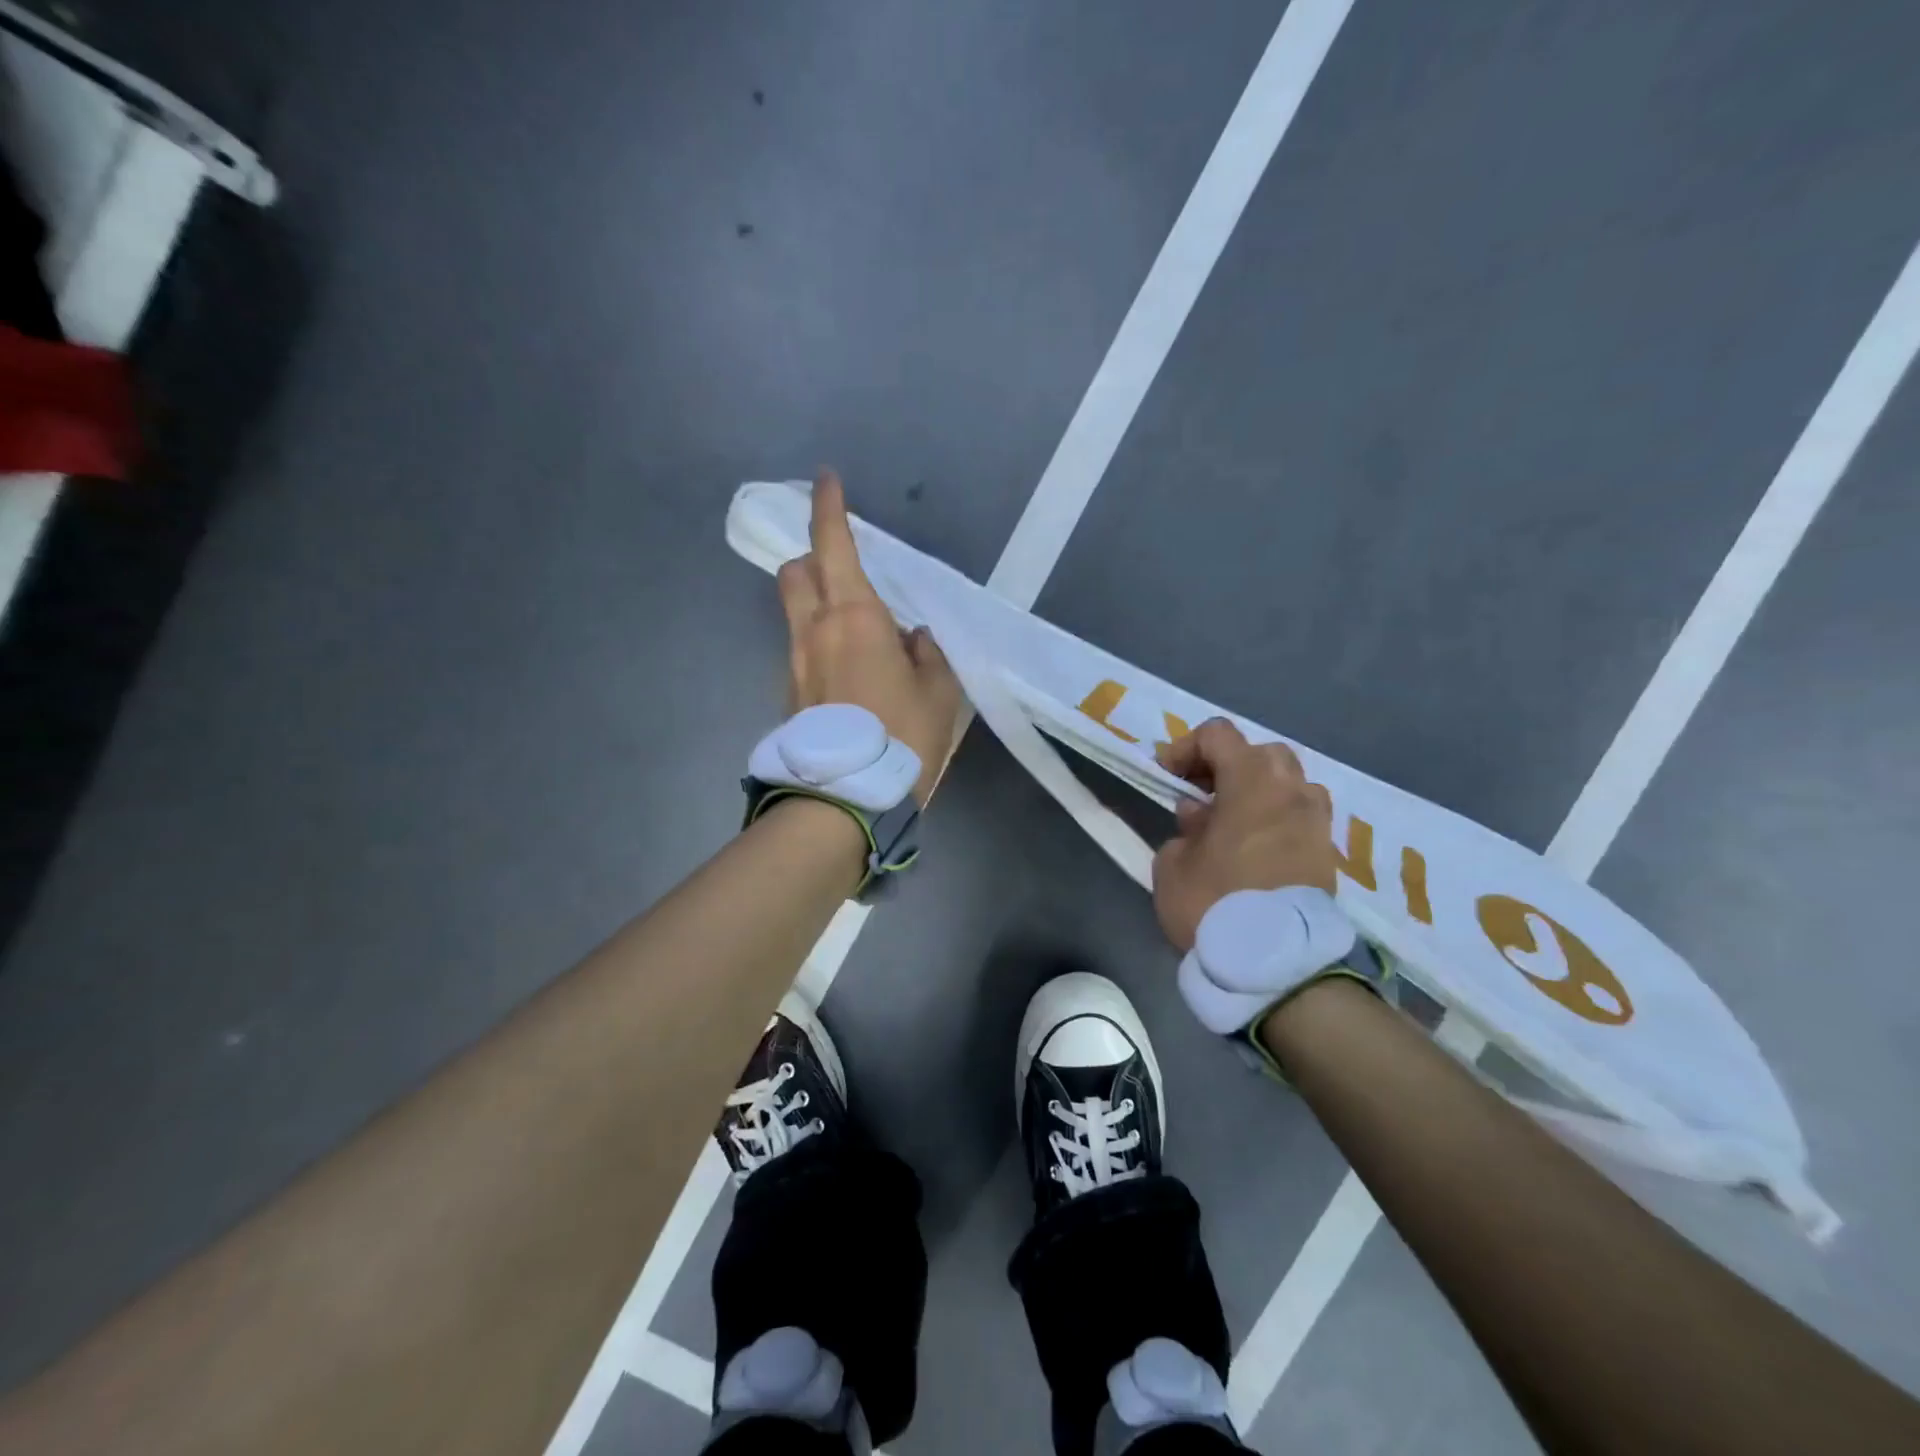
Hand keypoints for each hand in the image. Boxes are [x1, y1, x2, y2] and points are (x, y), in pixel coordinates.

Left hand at [778, 471, 963, 804]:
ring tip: (854, 630)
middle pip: (795, 571)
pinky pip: (801, 650)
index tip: (827, 480)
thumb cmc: (903, 735)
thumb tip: (913, 639)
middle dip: (813, 557)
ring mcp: (794, 662)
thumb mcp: (938, 693)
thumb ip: (927, 654)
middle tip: (843, 570)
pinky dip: (820, 644)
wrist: (848, 798)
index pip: (833, 544)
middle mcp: (814, 629)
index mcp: (854, 615)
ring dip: (815, 603)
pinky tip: (849, 675)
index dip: (829, 507)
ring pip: (794, 612)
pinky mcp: (788, 693)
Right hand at [1150, 718, 1335, 951]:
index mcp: (1251, 782)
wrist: (1277, 965)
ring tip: (1232, 822)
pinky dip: (1277, 819)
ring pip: (1289, 784)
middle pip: (1261, 752)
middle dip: (1228, 765)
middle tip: (1202, 795)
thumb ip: (1184, 830)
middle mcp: (1292, 792)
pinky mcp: (1328, 854)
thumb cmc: (1214, 903)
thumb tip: (1202, 818)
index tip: (1168, 776)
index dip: (1186, 747)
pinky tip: (1254, 848)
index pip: (1219, 734)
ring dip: (1259, 792)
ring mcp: (1317, 823)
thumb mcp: (1172, 865)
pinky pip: (1300, 818)